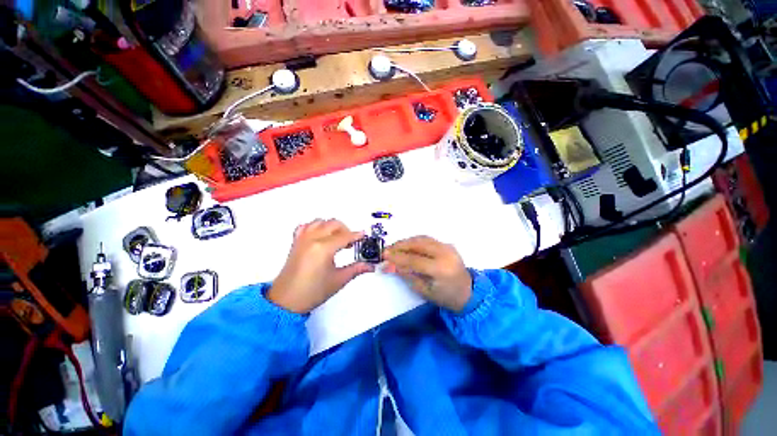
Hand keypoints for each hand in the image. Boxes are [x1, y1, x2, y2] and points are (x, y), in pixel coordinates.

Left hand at [267, 219, 373, 313]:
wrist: (286, 301)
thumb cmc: (312, 292)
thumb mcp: (338, 280)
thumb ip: (356, 269)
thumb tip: (370, 266)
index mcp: (323, 248)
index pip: (345, 236)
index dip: (356, 236)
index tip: (364, 236)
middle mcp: (312, 239)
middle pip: (333, 224)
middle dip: (345, 230)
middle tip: (351, 241)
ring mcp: (302, 239)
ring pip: (320, 221)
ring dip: (331, 226)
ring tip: (337, 238)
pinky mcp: (296, 242)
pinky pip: (305, 226)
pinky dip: (315, 227)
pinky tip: (320, 235)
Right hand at [383, 236, 472, 312]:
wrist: (468, 292)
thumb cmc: (445, 297)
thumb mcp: (423, 290)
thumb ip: (406, 275)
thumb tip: (389, 265)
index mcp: (440, 269)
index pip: (414, 260)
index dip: (397, 258)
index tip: (383, 256)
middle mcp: (445, 254)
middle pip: (418, 244)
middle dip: (400, 246)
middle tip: (387, 250)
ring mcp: (447, 247)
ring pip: (422, 239)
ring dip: (406, 242)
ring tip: (394, 247)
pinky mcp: (447, 244)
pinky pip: (427, 239)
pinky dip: (415, 240)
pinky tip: (407, 245)